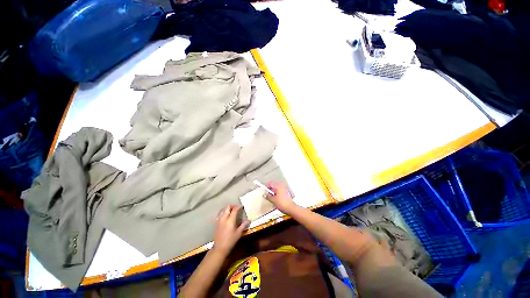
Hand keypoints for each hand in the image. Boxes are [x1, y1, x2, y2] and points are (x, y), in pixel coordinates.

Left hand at [213, 205, 249, 255]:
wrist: (220, 248)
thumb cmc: (230, 241)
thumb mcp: (238, 233)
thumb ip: (243, 225)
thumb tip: (248, 220)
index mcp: (230, 220)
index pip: (235, 209)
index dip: (238, 207)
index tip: (241, 207)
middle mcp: (224, 218)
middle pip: (227, 207)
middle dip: (232, 206)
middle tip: (237, 208)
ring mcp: (219, 220)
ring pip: (223, 210)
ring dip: (227, 208)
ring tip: (232, 210)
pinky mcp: (217, 223)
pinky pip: (220, 214)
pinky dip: (223, 212)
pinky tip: (226, 215)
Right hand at [266, 183, 295, 213]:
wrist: (291, 208)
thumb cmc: (282, 203)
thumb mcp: (273, 200)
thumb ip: (268, 196)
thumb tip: (265, 194)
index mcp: (278, 186)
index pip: (270, 183)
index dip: (266, 186)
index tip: (263, 189)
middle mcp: (282, 186)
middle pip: (274, 186)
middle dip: (269, 189)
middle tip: (266, 194)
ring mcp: (285, 189)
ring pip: (277, 189)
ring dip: (273, 192)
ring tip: (270, 197)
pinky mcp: (286, 193)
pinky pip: (279, 192)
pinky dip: (276, 194)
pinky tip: (275, 199)